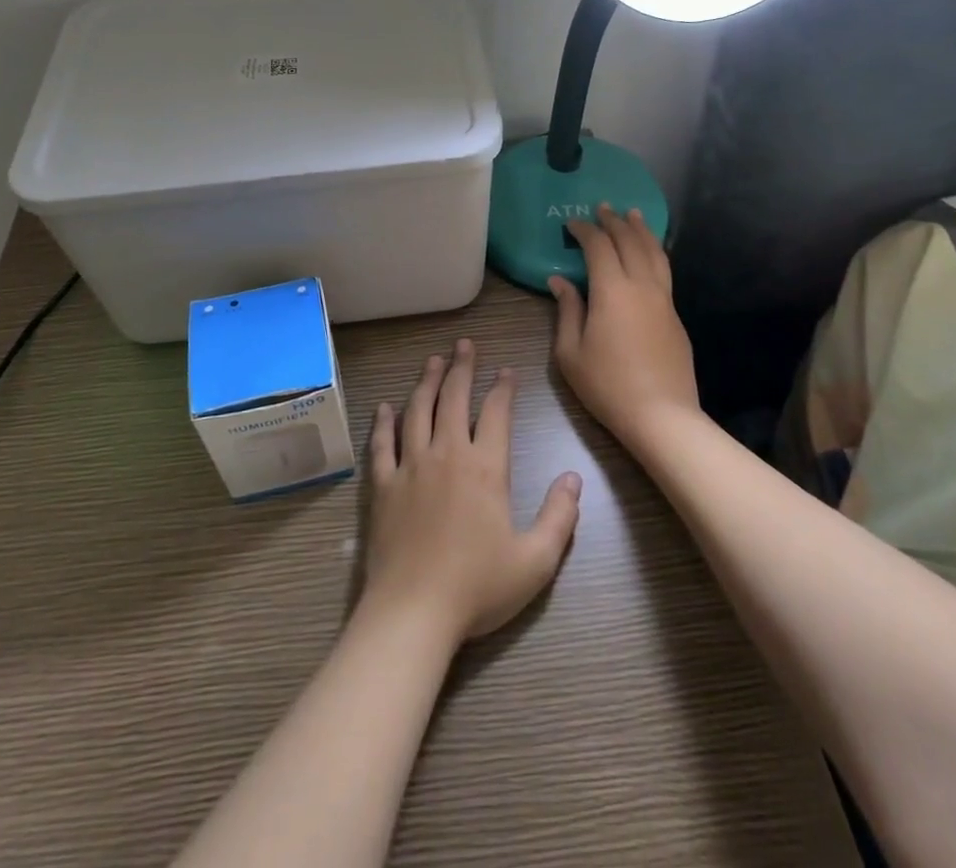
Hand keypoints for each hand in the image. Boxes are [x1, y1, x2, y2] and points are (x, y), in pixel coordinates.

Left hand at [362, 338, 581, 646]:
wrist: (414, 611)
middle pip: (454, 399)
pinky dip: (384, 422)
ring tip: (433, 360)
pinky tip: (386, 406)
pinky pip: (382, 443)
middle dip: (462, 368)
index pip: (496, 414)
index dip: (502, 388)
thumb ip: (559, 517)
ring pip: (418, 410)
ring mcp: (411, 466)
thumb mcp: (535, 561)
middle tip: (464, 344)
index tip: (506, 370)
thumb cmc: (477, 588)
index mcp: (485, 469)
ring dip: (426, 382)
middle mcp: (447, 454)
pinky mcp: (384, 484)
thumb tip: (573, 478)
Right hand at [548, 204, 700, 450]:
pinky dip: (654, 252)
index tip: (572, 223)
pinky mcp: (675, 316)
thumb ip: (566, 311)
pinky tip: (649, 254)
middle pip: (630, 241)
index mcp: (612, 290)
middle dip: (614, 222)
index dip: (584, 230)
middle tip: (602, 208)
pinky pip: (664, 271)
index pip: (599, 246)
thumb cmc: (608, 385)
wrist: (662, 415)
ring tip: (634, 215)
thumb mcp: (570, 353)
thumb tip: (559, 281)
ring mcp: (663, 300)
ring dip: (641, 230)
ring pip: (654, 253)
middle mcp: (641, 286)